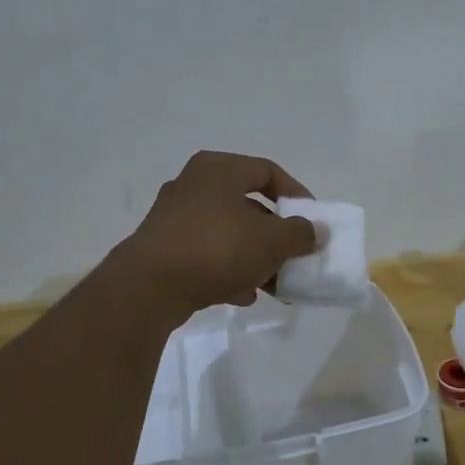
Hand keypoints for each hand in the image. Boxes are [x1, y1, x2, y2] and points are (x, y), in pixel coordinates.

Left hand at [115, 151, 318, 315]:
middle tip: (292, 256)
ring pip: (227, 233)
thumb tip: (315, 232)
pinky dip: (227, 270)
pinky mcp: (163, 248)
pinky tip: (241, 295)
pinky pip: (205, 254)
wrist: (149, 286)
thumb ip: (300, 234)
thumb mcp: (271, 241)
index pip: (267, 171)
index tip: (312, 221)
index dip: (296, 194)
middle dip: (274, 235)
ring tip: (272, 284)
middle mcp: (193, 185)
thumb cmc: (216, 249)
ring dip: (253, 257)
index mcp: (218, 169)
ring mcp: (174, 217)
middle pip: (247, 206)